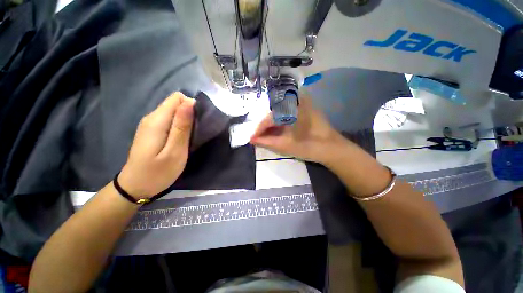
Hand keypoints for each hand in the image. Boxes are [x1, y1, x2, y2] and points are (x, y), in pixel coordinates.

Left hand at [118, 92, 194, 197]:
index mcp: (157, 120)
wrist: (135, 187)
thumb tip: (190, 103)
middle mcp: (152, 117)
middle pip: (176, 103)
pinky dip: (180, 126)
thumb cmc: (157, 172)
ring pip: (174, 112)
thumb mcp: (175, 151)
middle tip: (195, 134)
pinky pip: (170, 120)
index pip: (177, 98)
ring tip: (190, 138)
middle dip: (190, 114)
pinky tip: (181, 140)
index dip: (191, 107)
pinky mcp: (152, 131)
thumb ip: (182, 126)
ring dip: (186, 121)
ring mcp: (150, 124)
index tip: (198, 123)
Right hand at [250, 91, 342, 163]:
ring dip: (272, 125)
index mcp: (292, 109)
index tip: (251, 138)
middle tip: (258, 138)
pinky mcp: (305, 109)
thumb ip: (267, 142)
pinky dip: (280, 123)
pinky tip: (277, 131)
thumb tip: (252, 139)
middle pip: (273, 114)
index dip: (259, 129)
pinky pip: (287, 114)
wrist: (332, 148)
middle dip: (265, 127)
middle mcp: (296, 101)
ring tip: (266, 136)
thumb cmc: (310, 147)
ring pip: (279, 113)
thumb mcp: (285, 146)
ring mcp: (301, 104)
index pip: (269, 118)